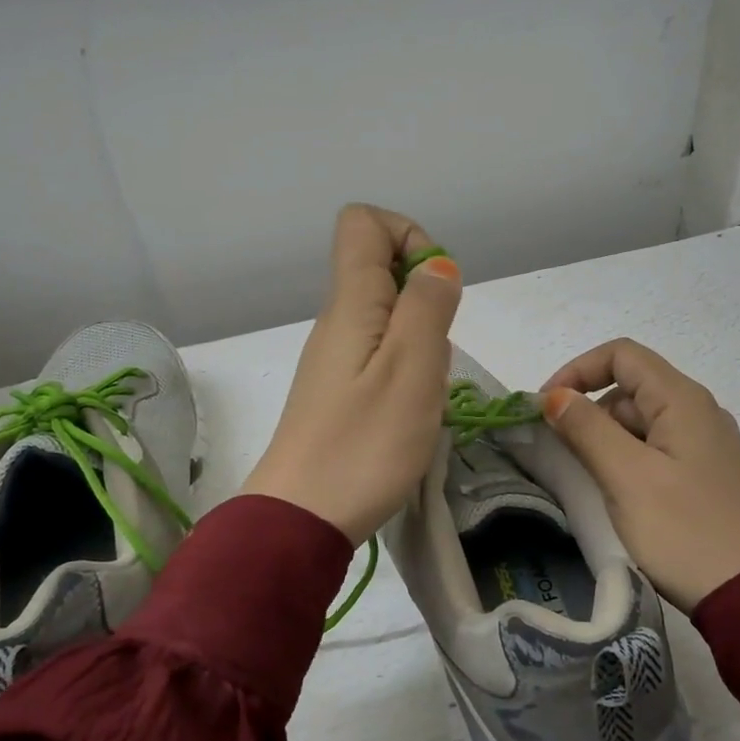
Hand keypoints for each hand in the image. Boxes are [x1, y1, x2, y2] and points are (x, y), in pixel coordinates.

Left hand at [242, 204, 461, 543]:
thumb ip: (428, 306)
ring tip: (424, 388)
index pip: (363, 222)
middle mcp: (337, 319)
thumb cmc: (365, 444)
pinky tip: (409, 410)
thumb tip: (437, 267)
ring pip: (385, 313)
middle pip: (379, 266)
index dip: (409, 236)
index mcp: (351, 303)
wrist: (302, 518)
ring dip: (420, 337)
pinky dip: (405, 367)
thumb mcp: (413, 369)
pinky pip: (378, 352)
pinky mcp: (337, 389)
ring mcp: (334, 356)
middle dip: (425, 295)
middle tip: (435, 350)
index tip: (434, 288)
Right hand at [541, 339, 739, 613]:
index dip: (577, 371)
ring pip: (642, 421)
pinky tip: (617, 493)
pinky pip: (657, 449)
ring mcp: (707, 445)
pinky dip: (627, 458)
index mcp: (683, 400)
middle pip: (631, 387)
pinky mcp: (707, 476)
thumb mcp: (627, 476)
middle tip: (559, 452)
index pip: (621, 355)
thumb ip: (587, 429)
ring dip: (605, 438)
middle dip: (588, 410)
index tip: (545, 407)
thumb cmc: (685, 531)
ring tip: (585, 478)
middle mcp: (699, 412)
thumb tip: (554, 395)